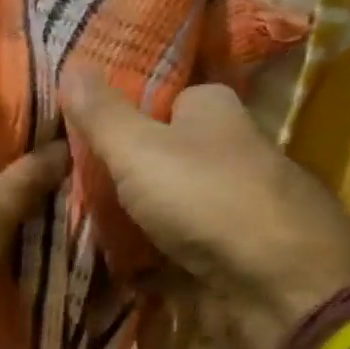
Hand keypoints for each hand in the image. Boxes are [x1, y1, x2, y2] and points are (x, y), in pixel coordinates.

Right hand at [62, 71, 349, 323]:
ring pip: (168, 204)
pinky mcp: (232, 252)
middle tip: (68, 184)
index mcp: (213, 109)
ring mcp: (232, 204)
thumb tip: (70, 63)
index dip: (121, 113)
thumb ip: (101, 113)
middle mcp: (229, 149)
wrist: (280, 285)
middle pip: (161, 154)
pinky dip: (150, 260)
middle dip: (121, 172)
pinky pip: (178, 249)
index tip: (77, 132)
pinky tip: (115, 268)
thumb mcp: (137, 147)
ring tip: (80, 228)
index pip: (160, 99)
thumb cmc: (205, 197)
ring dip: (133, 219)